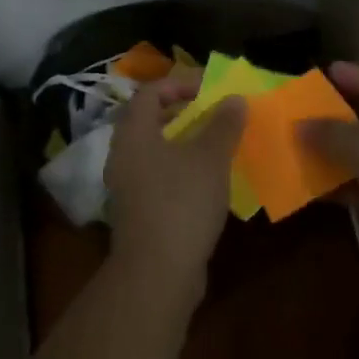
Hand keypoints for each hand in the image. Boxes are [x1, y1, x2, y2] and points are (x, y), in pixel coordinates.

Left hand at [105, 81, 244, 295]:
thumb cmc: (181, 203)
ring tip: (216, 145)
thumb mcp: (210, 158)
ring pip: (155, 150)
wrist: (157, 275)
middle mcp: (123, 154)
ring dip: (184, 142)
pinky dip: (180, 170)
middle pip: (150, 119)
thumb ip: (223, 124)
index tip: (209, 89)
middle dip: (183, 112)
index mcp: (134, 132)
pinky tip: (207, 181)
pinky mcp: (137, 212)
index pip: (150, 91)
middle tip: (214, 113)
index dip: (179, 83)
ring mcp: (127, 185)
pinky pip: (158, 176)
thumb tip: (235, 98)